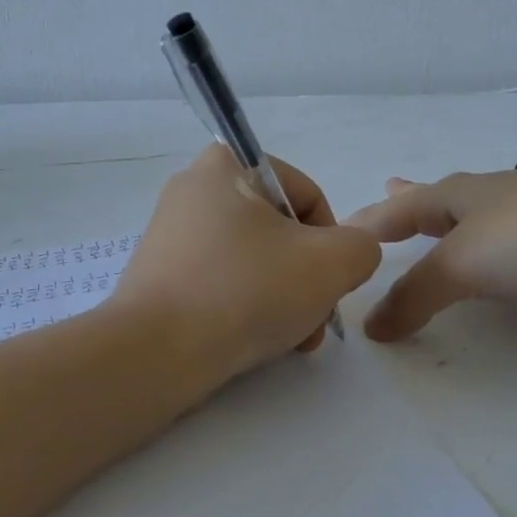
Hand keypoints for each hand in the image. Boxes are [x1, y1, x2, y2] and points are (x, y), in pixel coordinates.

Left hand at [113, 145, 382, 383]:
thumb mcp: (330, 264)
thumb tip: (350, 254)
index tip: (331, 283)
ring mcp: (171, 232)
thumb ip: (361, 247)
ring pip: (253, 259)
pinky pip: (220, 279)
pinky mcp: (159, 272)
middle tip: (316, 320)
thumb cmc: (245, 290)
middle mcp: (194, 188)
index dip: (332, 241)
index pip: (306, 194)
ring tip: (292, 339)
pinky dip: (245, 305)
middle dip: (307, 277)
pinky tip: (257, 341)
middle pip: (280, 230)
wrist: (155, 352)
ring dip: (283, 296)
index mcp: (227, 164)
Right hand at [344, 165, 516, 340]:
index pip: (402, 206)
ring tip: (444, 224)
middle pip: (442, 197)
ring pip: (483, 217)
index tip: (344, 229)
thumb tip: (370, 328)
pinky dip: (501, 247)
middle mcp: (494, 196)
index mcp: (460, 194)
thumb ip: (414, 297)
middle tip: (390, 186)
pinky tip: (510, 255)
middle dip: (414, 198)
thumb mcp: (460, 265)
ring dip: (457, 221)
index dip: (372, 220)